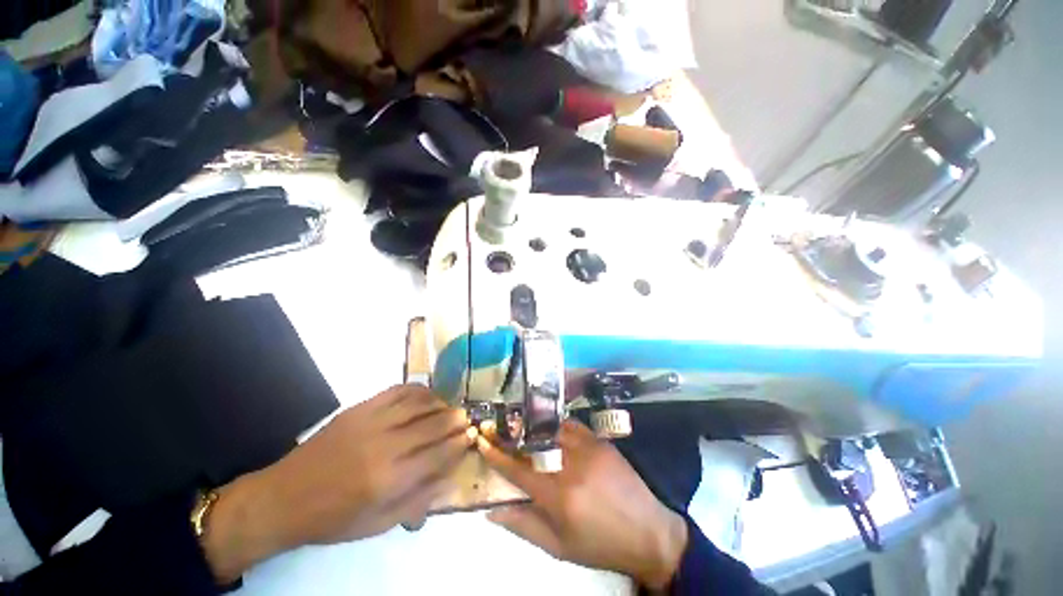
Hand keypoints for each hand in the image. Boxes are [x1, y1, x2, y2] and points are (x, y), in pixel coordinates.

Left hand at [203, 385, 473, 581]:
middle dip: (455, 420)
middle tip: (466, 417)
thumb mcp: (378, 524)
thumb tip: (451, 476)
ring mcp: (370, 422)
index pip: (439, 455)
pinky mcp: (359, 408)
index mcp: (389, 481)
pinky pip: (397, 391)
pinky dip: (417, 390)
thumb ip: (419, 500)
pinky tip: (425, 395)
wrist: (284, 498)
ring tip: (448, 406)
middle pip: (433, 425)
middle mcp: (384, 446)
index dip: (459, 444)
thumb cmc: (334, 518)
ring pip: (418, 403)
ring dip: (440, 403)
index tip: (471, 437)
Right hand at [477, 420, 687, 590]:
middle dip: (512, 436)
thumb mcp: (559, 548)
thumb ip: (523, 526)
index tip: (482, 442)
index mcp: (559, 496)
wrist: (647, 532)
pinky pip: (572, 426)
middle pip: (533, 443)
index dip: (496, 455)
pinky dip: (557, 427)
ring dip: (534, 430)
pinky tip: (551, 432)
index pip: (518, 469)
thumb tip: (491, 512)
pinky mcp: (600, 441)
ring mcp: (588, 448)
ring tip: (523, 431)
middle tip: (500, 432)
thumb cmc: (599, 545)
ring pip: (551, 429)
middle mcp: (571, 465)